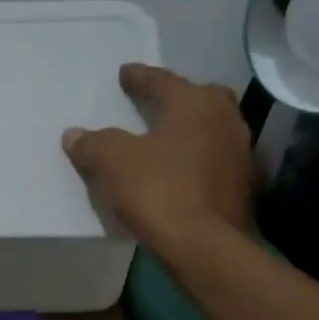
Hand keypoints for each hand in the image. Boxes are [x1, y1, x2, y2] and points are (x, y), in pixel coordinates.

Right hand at [62, 64, 253, 248]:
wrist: (204, 246)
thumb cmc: (159, 191)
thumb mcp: (113, 164)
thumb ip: (93, 144)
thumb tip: (74, 135)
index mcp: (195, 103)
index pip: (162, 81)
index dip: (139, 78)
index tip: (125, 73)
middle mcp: (225, 119)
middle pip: (199, 99)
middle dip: (177, 99)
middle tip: (156, 104)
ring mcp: (240, 153)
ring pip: (211, 130)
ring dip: (190, 132)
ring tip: (167, 140)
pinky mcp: (244, 186)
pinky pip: (215, 161)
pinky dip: (198, 161)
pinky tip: (182, 173)